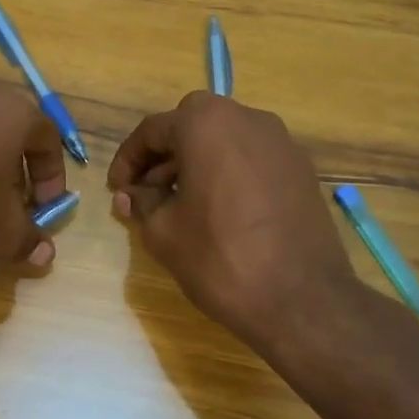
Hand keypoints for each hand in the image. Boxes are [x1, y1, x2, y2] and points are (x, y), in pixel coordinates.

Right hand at [108, 92, 390, 365]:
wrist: (301, 299)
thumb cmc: (220, 259)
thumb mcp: (163, 232)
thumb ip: (141, 203)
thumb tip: (129, 194)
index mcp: (205, 125)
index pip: (152, 130)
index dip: (128, 160)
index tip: (117, 190)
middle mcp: (246, 119)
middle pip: (192, 123)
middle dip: (165, 153)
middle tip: (149, 190)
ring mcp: (281, 142)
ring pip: (225, 138)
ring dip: (197, 160)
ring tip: (182, 202)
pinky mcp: (301, 168)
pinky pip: (252, 157)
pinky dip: (229, 171)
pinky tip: (220, 209)